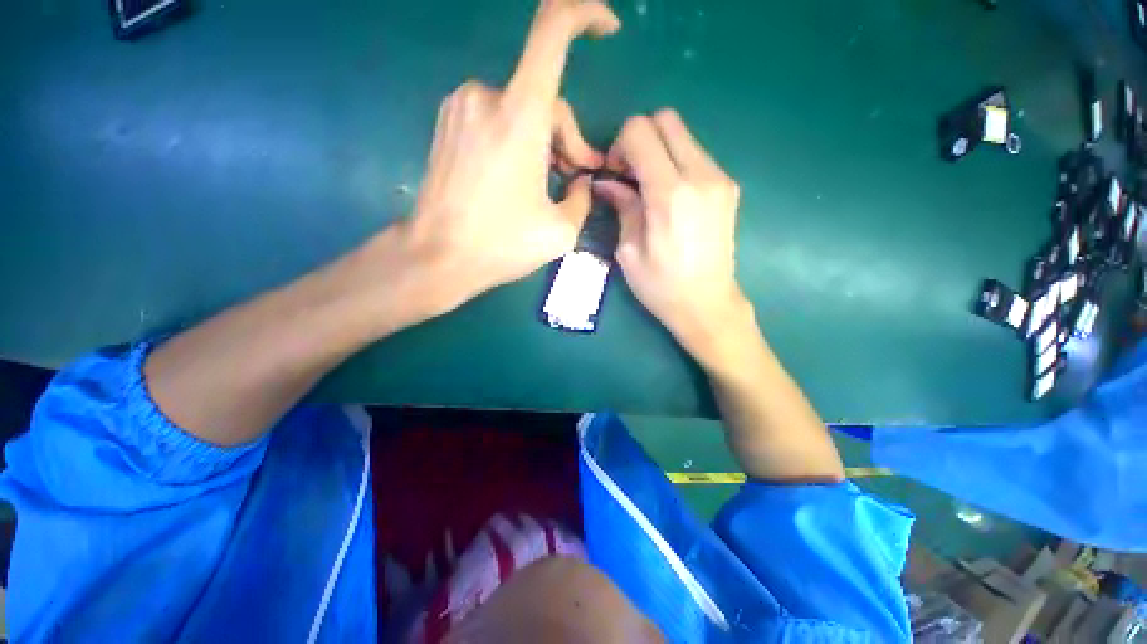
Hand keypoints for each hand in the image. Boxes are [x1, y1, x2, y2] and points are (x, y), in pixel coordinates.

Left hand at [401, 0, 620, 313]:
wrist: (438, 255)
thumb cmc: (501, 244)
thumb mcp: (560, 231)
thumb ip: (582, 198)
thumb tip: (582, 181)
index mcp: (520, 115)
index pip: (553, 29)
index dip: (584, 13)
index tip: (607, 29)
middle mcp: (488, 95)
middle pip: (546, 97)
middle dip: (568, 137)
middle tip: (577, 176)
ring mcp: (462, 106)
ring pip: (522, 109)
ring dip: (544, 141)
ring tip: (549, 184)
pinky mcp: (449, 122)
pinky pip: (497, 117)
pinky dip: (518, 138)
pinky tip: (519, 177)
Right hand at [594, 109, 748, 364]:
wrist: (707, 305)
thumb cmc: (661, 287)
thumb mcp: (629, 251)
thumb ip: (622, 207)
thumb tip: (606, 182)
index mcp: (670, 194)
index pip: (641, 131)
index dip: (620, 145)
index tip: (615, 174)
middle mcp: (701, 176)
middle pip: (666, 120)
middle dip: (640, 139)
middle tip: (630, 174)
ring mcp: (720, 179)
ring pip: (683, 135)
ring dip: (659, 151)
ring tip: (648, 188)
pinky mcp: (728, 187)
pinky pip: (696, 155)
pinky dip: (676, 163)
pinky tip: (669, 196)